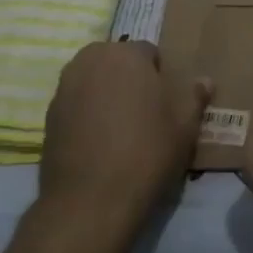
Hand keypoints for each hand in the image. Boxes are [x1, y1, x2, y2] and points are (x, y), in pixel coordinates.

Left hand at [36, 41, 210, 222]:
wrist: (92, 200)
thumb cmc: (147, 152)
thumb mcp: (185, 126)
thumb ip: (195, 96)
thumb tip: (204, 80)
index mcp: (125, 54)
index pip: (150, 52)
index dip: (162, 76)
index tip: (169, 102)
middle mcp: (89, 61)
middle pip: (117, 62)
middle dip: (131, 79)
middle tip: (147, 113)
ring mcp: (64, 87)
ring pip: (95, 81)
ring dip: (108, 95)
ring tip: (123, 128)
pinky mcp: (48, 115)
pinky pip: (77, 104)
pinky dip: (89, 114)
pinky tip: (101, 142)